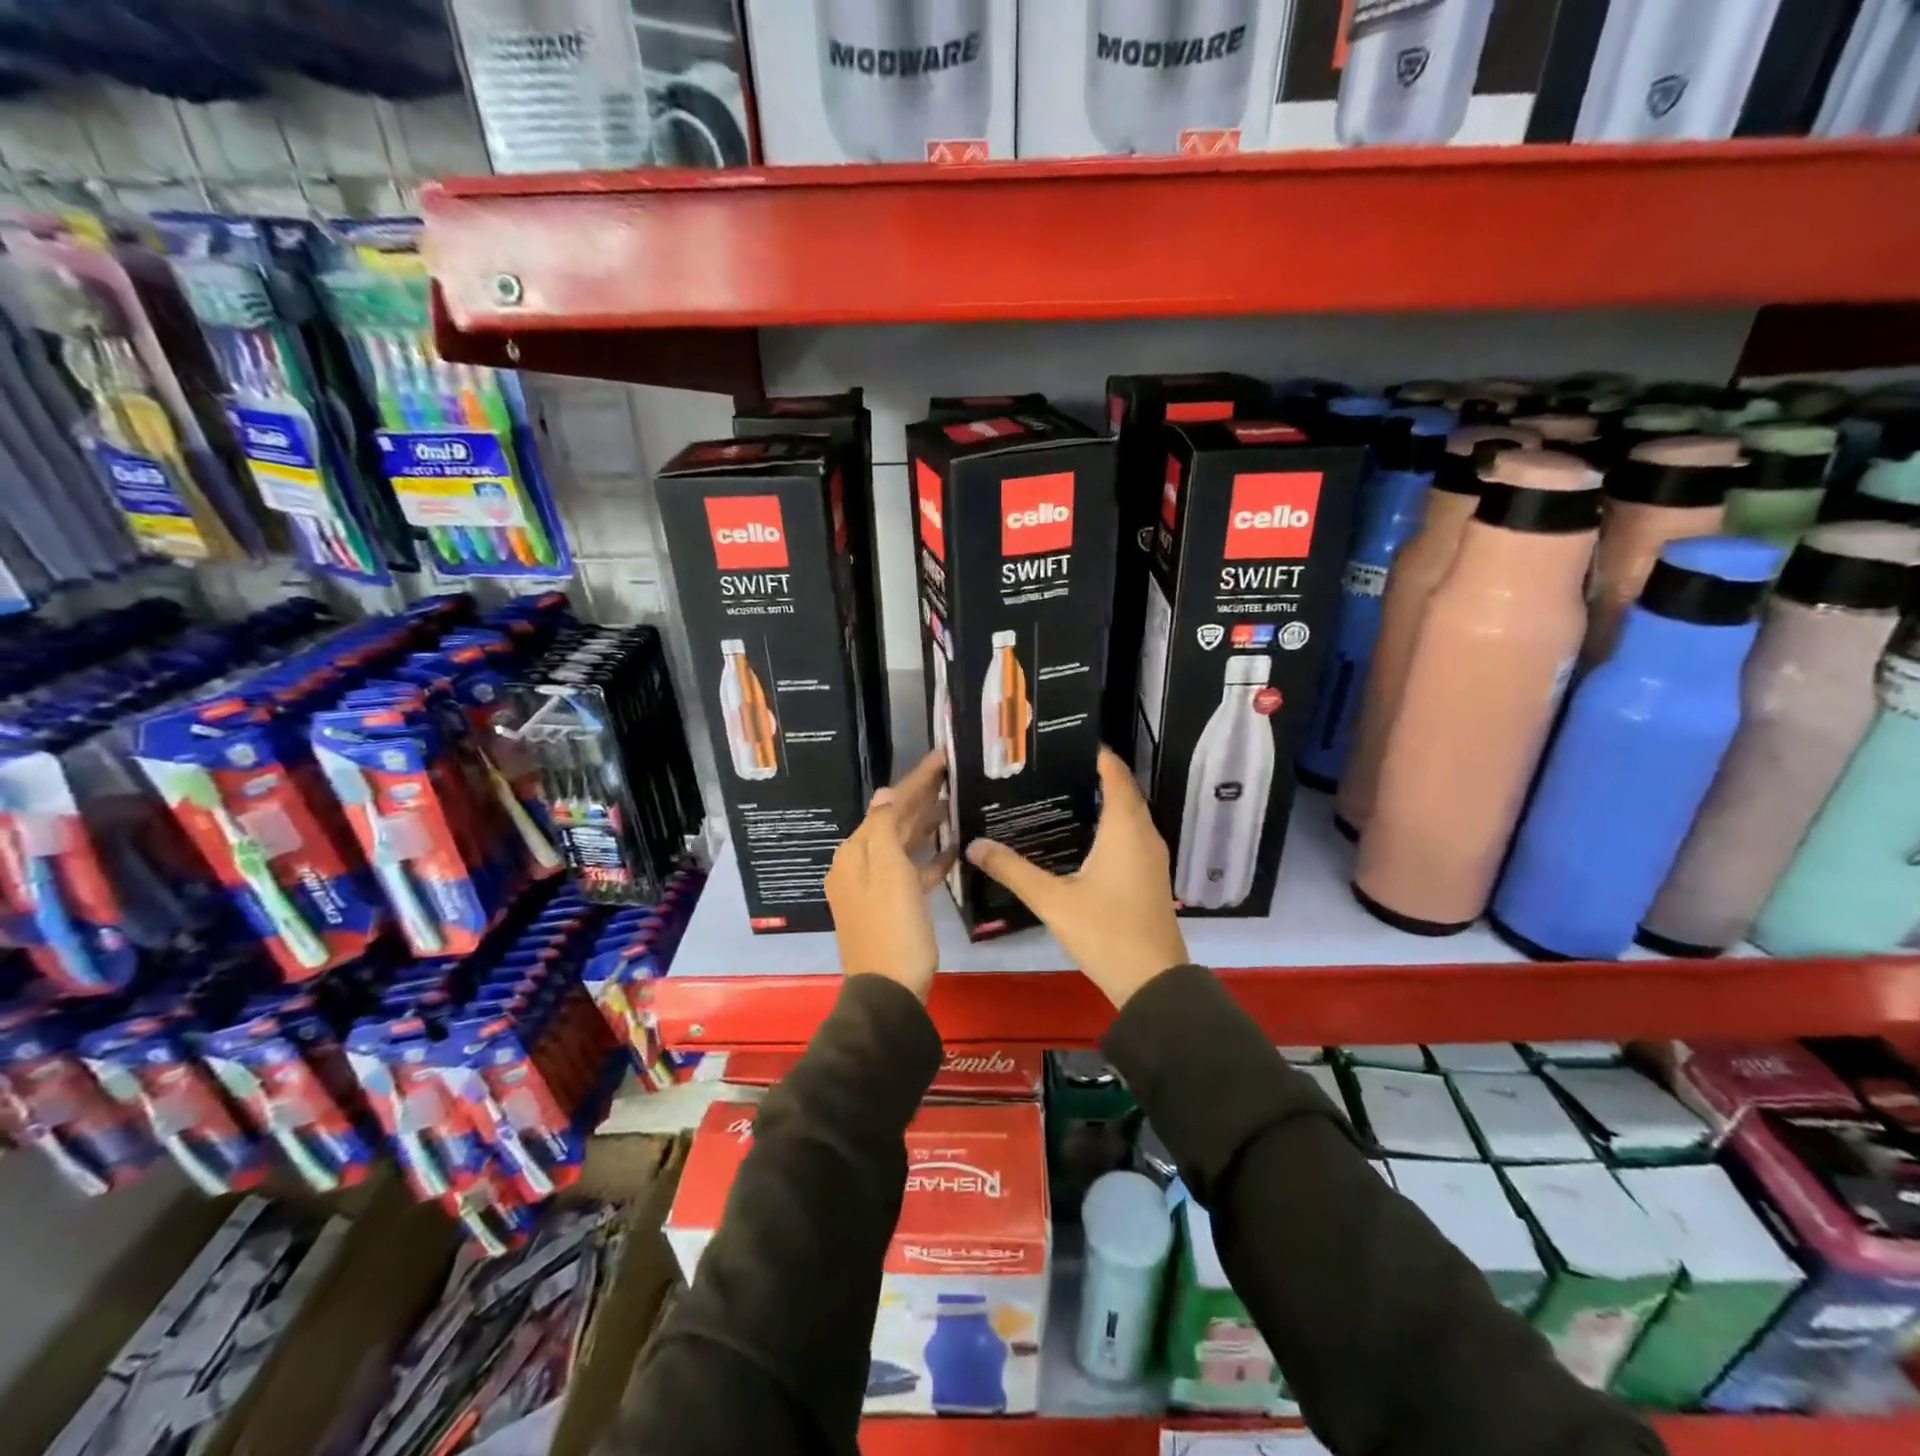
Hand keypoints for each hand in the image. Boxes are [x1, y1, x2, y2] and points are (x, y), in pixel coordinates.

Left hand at [825, 750, 954, 1001]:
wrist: (890, 993)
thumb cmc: (893, 927)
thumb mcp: (889, 872)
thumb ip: (886, 828)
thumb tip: (886, 794)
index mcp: (854, 855)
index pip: (887, 806)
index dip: (915, 781)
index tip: (941, 757)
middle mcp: (858, 867)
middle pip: (893, 824)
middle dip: (920, 799)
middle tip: (951, 775)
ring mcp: (874, 889)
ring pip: (902, 847)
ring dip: (926, 826)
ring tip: (954, 806)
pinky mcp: (892, 908)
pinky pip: (910, 874)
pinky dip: (928, 860)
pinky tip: (953, 851)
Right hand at [966, 748, 1188, 1008]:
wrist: (1153, 982)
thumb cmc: (1106, 932)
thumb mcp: (1053, 901)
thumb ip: (1013, 870)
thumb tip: (974, 846)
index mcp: (1125, 829)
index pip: (1114, 774)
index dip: (1095, 754)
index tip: (1064, 741)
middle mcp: (1144, 835)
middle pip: (1122, 792)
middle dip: (1092, 775)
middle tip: (1050, 767)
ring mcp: (1151, 857)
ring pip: (1127, 815)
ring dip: (1101, 801)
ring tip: (1059, 794)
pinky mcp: (1150, 876)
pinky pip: (1130, 835)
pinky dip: (1109, 825)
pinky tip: (1079, 837)